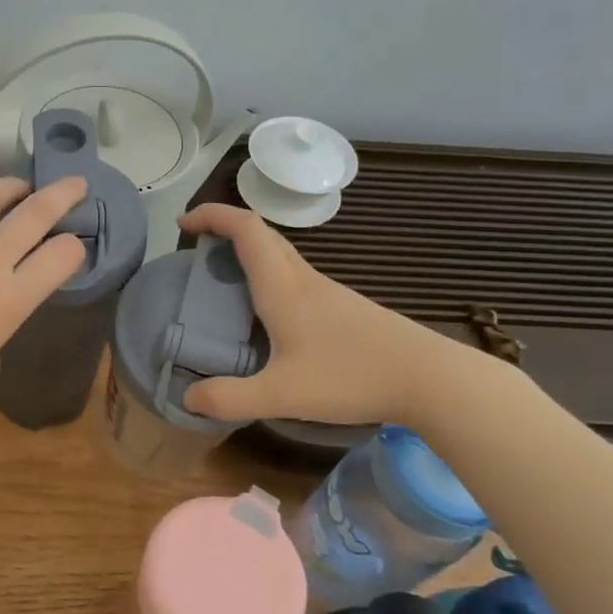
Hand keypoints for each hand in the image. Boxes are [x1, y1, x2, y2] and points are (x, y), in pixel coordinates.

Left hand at [0, 175, 89, 429]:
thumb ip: (9, 304)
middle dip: (63, 194)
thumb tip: (17, 279)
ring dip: (11, 187)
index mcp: (10, 298)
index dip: (75, 247)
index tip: (72, 247)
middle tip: (75, 185)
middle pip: (35, 212)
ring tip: (19, 187)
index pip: (62, 254)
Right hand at [176, 203, 464, 425]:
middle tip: (197, 251)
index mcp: (282, 286)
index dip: (212, 215)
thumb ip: (231, 398)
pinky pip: (293, 275)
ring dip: (246, 253)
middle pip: (261, 234)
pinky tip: (265, 314)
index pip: (245, 228)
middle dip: (224, 230)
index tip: (184, 222)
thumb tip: (188, 397)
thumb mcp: (282, 395)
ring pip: (279, 254)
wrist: (428, 378)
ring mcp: (326, 291)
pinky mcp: (342, 306)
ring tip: (222, 282)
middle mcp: (302, 279)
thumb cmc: (351, 376)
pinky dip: (267, 275)